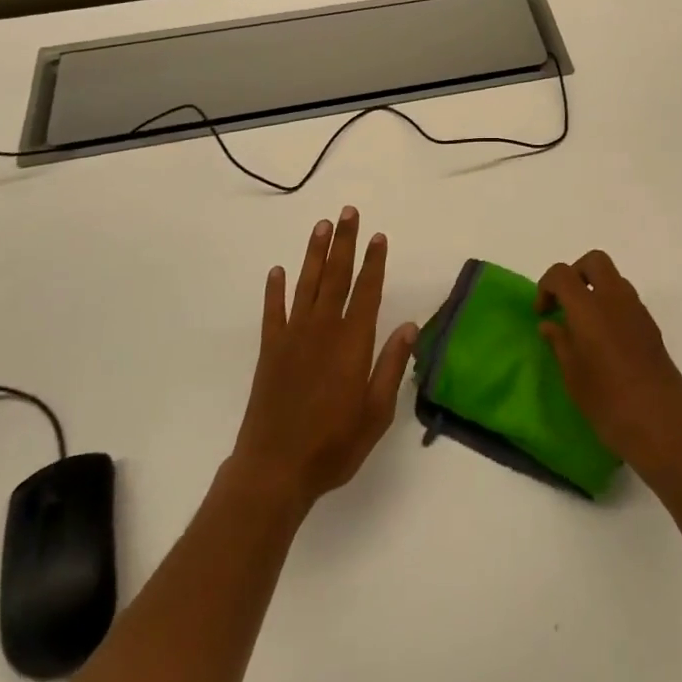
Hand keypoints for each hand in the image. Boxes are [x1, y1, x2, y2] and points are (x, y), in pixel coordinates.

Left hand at [229, 206, 417, 509]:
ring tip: (321, 226)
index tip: (378, 236)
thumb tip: (410, 326)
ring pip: (307, 284)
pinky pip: (274, 311)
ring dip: (315, 253)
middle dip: (344, 242)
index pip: (367, 291)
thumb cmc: (333, 445)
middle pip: (336, 276)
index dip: (374, 262)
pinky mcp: (270, 350)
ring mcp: (293, 336)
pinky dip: (275, 289)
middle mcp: (323, 330)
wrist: (275, 470)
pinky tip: (278, 270)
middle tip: (348, 212)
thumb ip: (392, 366)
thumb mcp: (376, 413)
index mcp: (352, 343)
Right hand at [536, 250, 681, 485]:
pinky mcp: (652, 327)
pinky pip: (627, 301)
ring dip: (596, 289)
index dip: (546, 286)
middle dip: (575, 274)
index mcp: (589, 307)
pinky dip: (612, 306)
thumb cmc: (609, 403)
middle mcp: (615, 299)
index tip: (543, 313)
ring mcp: (638, 311)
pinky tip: (606, 341)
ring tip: (585, 325)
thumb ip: (559, 342)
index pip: (562, 273)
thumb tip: (550, 324)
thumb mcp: (573, 376)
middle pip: (594, 261)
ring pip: (614, 279)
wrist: (663, 426)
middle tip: (565, 303)